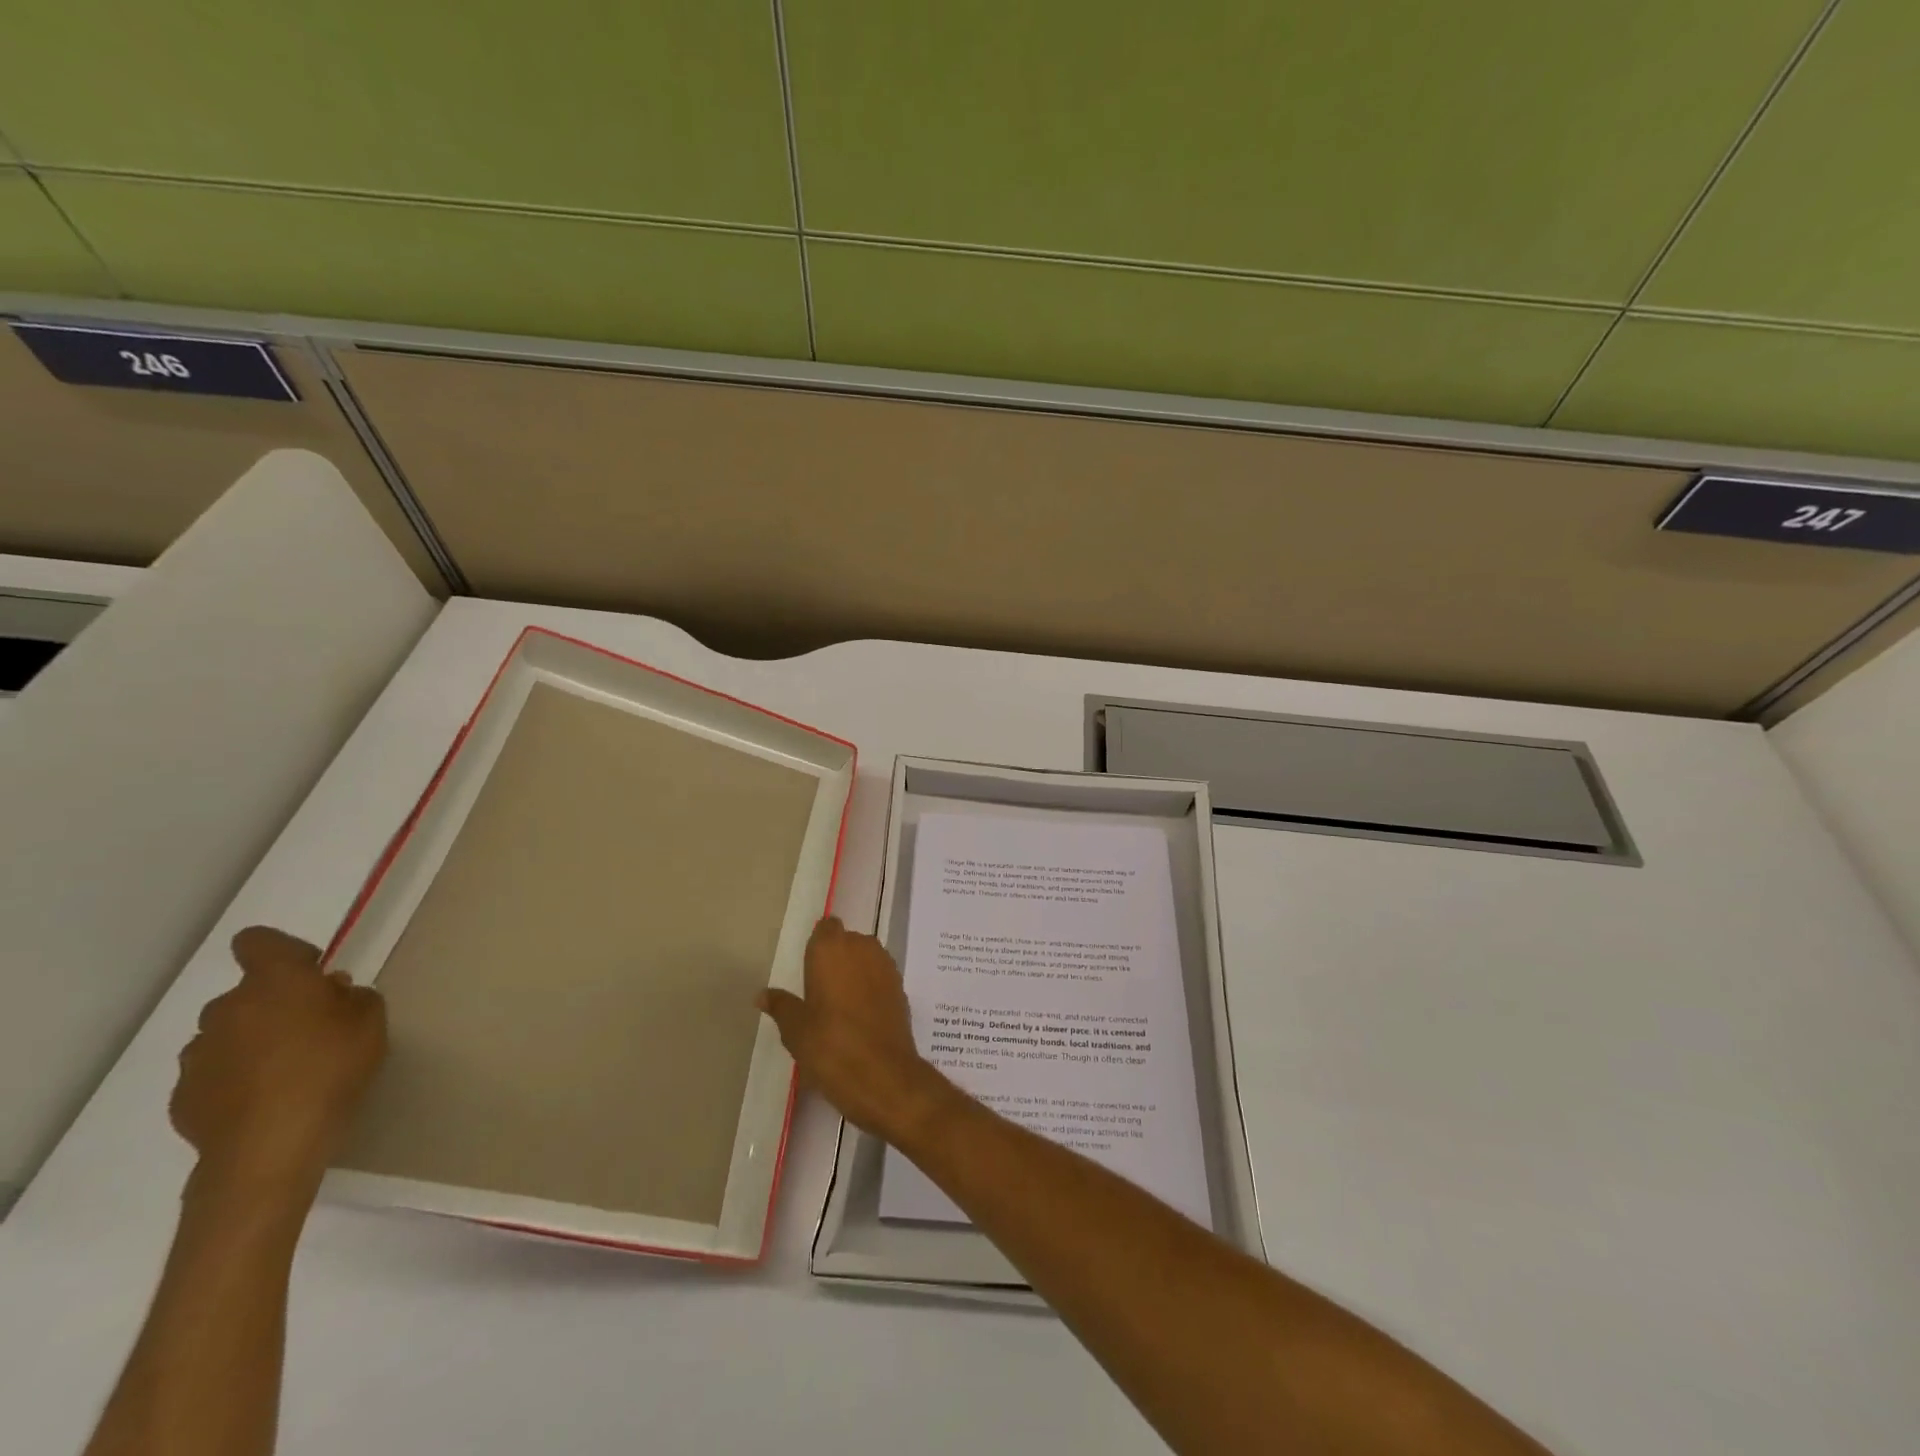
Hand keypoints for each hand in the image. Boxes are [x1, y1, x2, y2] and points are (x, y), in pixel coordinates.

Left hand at [171, 927, 386, 1204]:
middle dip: (275, 1004)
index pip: (258, 942)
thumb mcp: (372, 1020)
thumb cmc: (331, 1067)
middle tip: (314, 1030)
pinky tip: (266, 1100)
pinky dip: (237, 1077)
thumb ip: (353, 997)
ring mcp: (199, 1054)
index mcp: (274, 981)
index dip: (283, 951)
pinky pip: (216, 1072)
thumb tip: (330, 994)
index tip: (311, 973)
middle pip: (248, 994)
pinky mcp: (184, 1095)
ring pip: (230, 1034)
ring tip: (289, 1071)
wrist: (270, 1146)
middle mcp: (227, 1009)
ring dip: (254, 1041)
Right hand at [758, 917, 955, 1144]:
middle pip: (847, 942)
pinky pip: (880, 978)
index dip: (818, 944)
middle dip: (836, 959)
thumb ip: (781, 1005)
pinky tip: (859, 1016)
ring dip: (855, 972)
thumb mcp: (795, 1029)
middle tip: (819, 991)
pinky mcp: (901, 988)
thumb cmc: (830, 1046)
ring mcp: (886, 967)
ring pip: (866, 958)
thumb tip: (762, 994)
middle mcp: (862, 947)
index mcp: (831, 949)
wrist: (884, 1076)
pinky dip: (871, 988)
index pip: (825, 928)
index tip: (808, 968)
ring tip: (838, 1006)